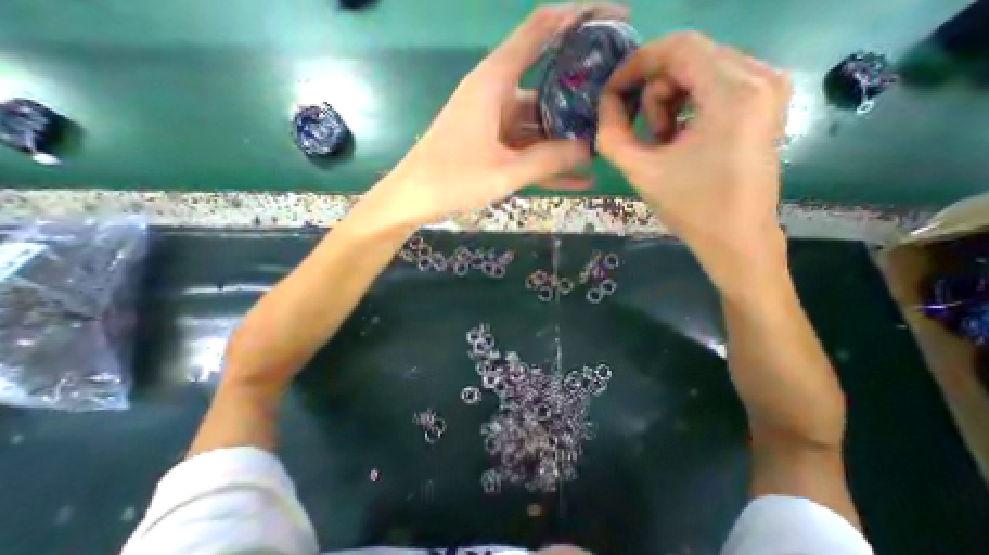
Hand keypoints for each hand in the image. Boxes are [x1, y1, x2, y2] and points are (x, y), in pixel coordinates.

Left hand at [366, 3, 628, 224]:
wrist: (413, 200)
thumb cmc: (451, 180)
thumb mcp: (504, 172)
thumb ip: (548, 160)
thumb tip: (588, 150)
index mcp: (494, 83)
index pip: (541, 31)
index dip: (579, 16)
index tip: (616, 19)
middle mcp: (496, 96)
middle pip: (547, 88)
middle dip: (580, 101)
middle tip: (614, 111)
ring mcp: (494, 125)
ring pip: (539, 127)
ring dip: (566, 142)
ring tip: (601, 152)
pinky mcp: (493, 148)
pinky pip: (527, 151)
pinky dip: (548, 164)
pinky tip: (576, 179)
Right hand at [595, 29, 794, 293]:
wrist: (735, 236)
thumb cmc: (689, 207)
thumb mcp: (639, 171)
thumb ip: (612, 135)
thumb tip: (605, 104)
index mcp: (732, 93)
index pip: (678, 47)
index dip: (636, 64)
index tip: (612, 92)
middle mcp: (760, 76)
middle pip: (689, 56)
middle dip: (654, 92)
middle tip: (645, 134)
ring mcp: (768, 88)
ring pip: (700, 69)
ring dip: (669, 102)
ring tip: (663, 142)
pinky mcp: (764, 103)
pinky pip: (714, 85)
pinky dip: (687, 106)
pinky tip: (680, 138)